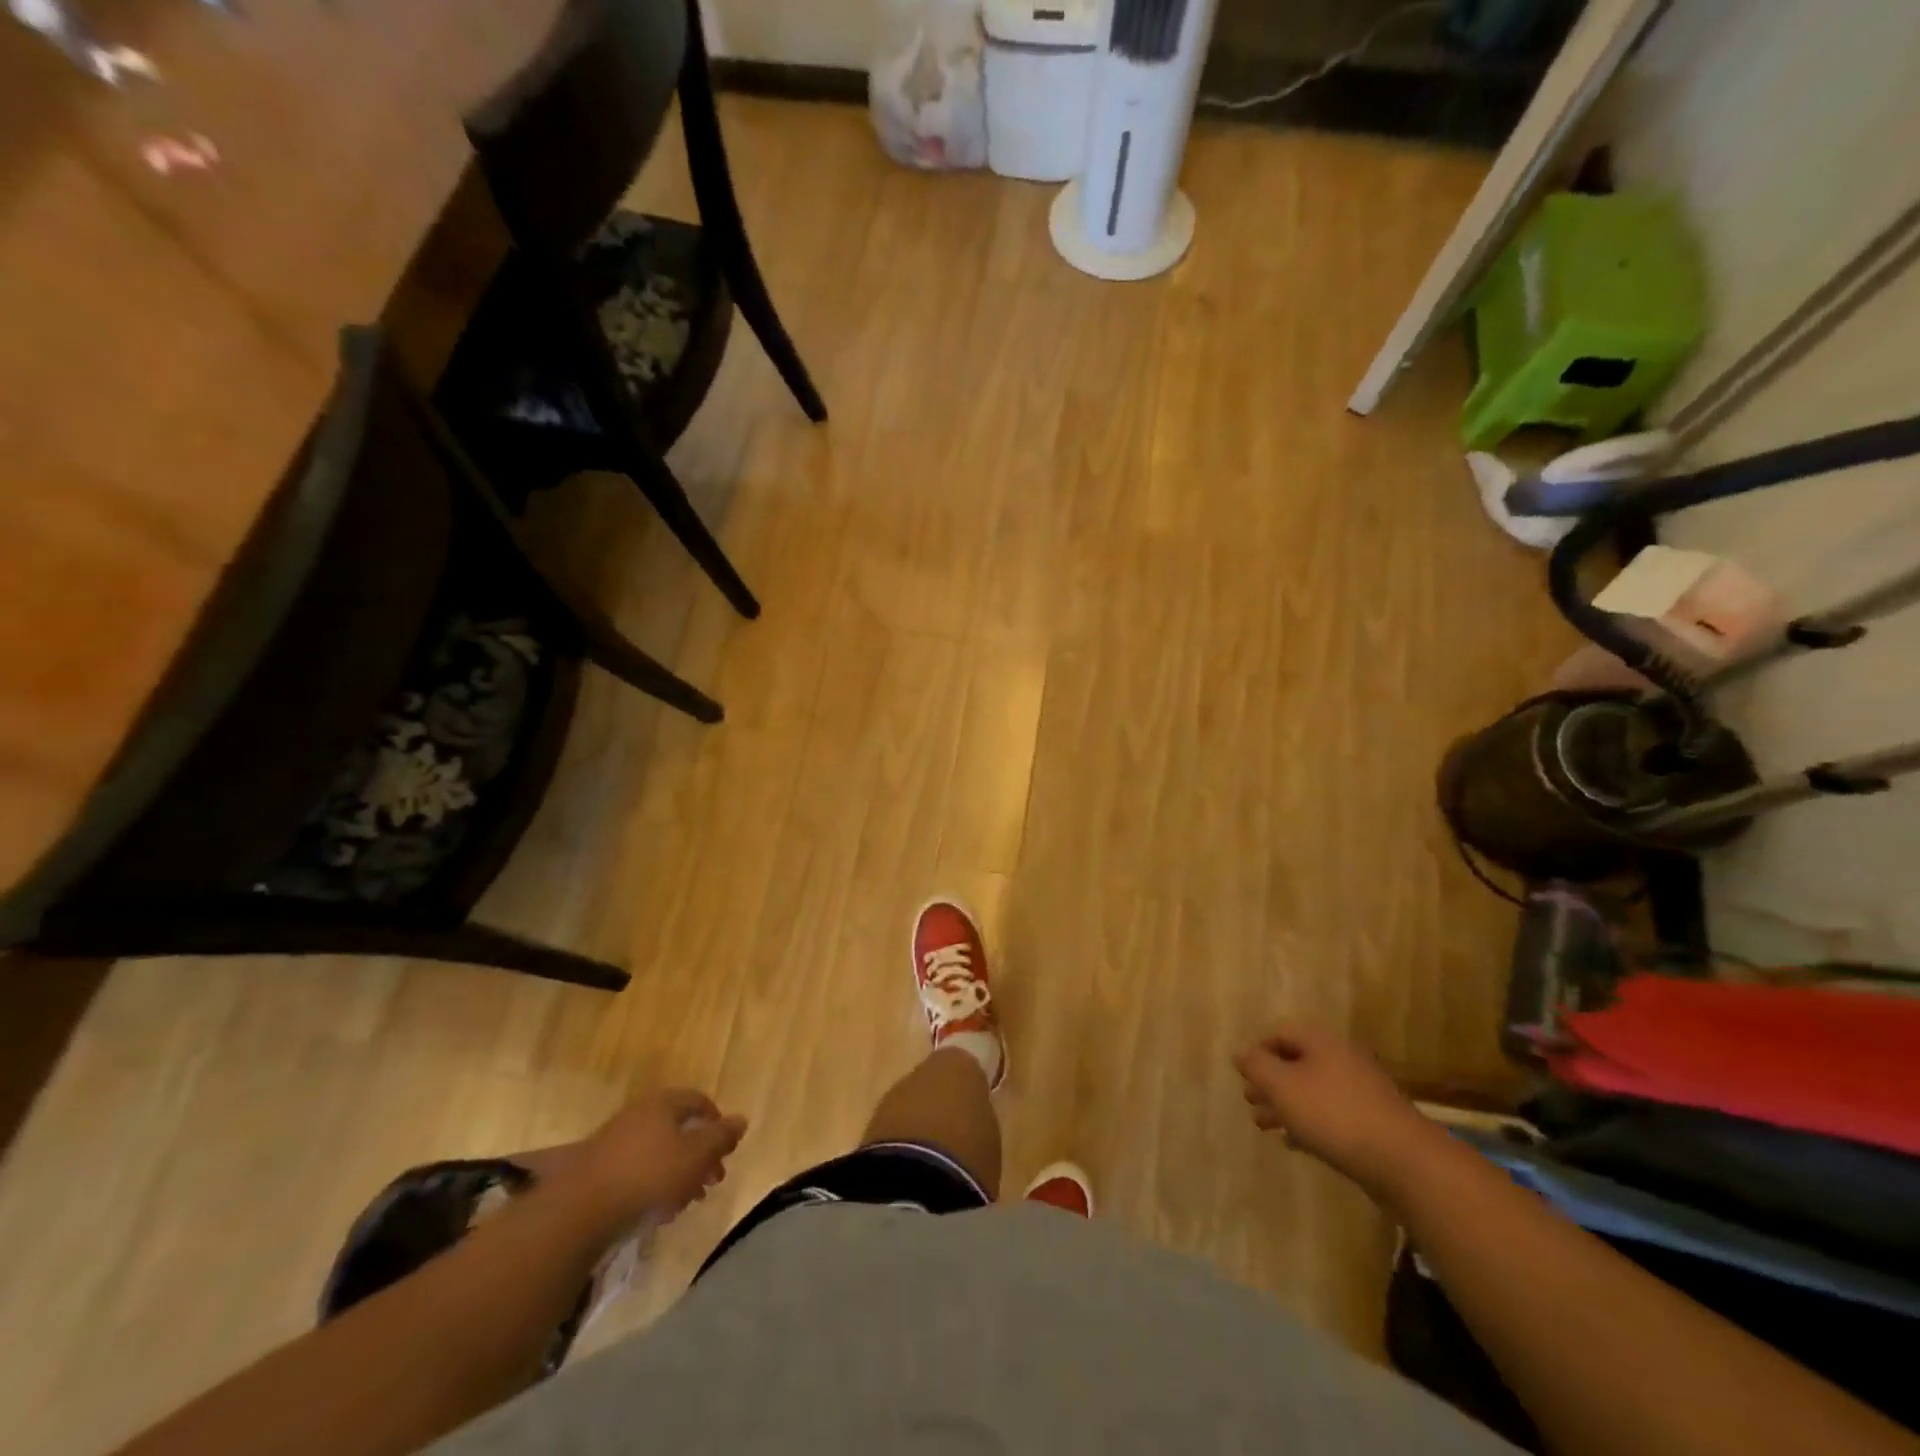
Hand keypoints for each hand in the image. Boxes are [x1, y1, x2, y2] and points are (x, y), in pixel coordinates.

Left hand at [565, 1088, 747, 1224]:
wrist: (580, 1210)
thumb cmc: (648, 1175)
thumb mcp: (696, 1156)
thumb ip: (721, 1138)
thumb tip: (742, 1119)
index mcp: (664, 1103)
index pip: (699, 1101)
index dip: (717, 1123)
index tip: (726, 1150)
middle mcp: (640, 1114)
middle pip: (679, 1128)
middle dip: (700, 1155)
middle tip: (712, 1181)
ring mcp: (615, 1141)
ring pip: (659, 1152)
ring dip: (679, 1173)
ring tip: (688, 1201)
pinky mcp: (598, 1169)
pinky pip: (637, 1170)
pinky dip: (654, 1185)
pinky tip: (659, 1212)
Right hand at [1233, 1023, 1444, 1201]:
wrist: (1403, 1161)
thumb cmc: (1333, 1113)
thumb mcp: (1282, 1086)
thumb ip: (1256, 1066)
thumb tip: (1240, 1053)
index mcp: (1321, 1041)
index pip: (1280, 1033)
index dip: (1258, 1053)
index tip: (1245, 1078)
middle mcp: (1342, 1058)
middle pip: (1296, 1062)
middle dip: (1270, 1083)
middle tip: (1251, 1104)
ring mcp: (1361, 1090)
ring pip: (1312, 1090)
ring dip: (1286, 1105)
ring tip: (1266, 1126)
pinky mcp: (1373, 1121)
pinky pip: (1331, 1114)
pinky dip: (1310, 1123)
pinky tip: (1295, 1143)